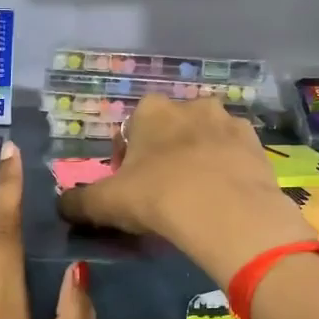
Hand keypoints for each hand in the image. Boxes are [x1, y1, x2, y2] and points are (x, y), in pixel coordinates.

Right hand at [57, 97, 310, 287]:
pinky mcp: (257, 144)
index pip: (132, 129)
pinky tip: (223, 199)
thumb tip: (60, 206)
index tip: (131, 188)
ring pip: (206, 140)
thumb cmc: (158, 197)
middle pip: (171, 130)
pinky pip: (235, 156)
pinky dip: (227, 171)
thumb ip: (78, 203)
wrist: (227, 213)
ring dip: (199, 160)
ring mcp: (229, 122)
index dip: (128, 159)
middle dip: (166, 155)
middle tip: (164, 194)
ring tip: (197, 198)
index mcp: (151, 110)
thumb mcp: (106, 204)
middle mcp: (191, 105)